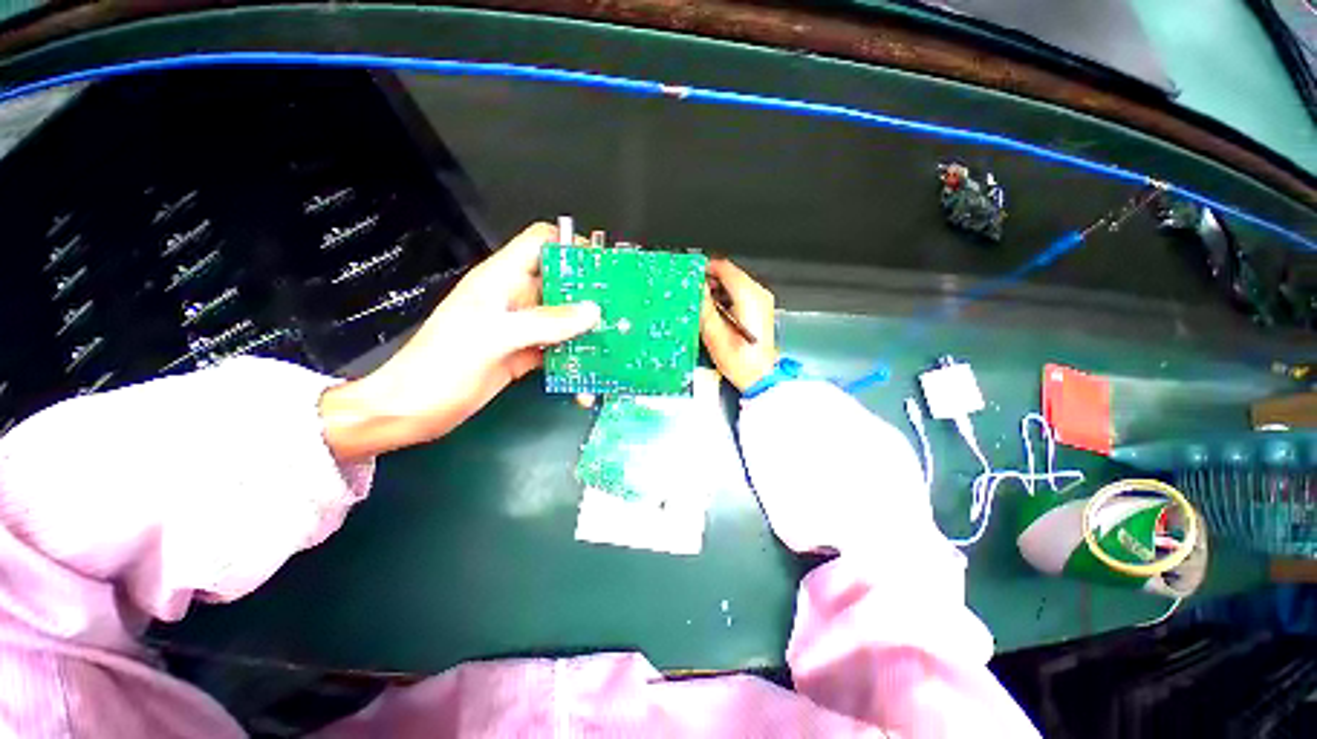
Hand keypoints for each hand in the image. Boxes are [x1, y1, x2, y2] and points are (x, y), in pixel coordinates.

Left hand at [320, 222, 600, 460]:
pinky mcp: (524, 353)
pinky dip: (574, 354)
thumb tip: (593, 311)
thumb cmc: (443, 366)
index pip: (541, 243)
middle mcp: (515, 298)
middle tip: (621, 307)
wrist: (414, 412)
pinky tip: (591, 367)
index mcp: (501, 279)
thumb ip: (545, 322)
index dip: (571, 246)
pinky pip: (557, 347)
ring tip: (615, 337)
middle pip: (560, 281)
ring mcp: (521, 327)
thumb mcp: (495, 338)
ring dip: (586, 326)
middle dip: (590, 291)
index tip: (602, 268)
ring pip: (562, 316)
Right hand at [701, 259, 777, 390]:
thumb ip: (703, 305)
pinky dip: (726, 298)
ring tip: (704, 306)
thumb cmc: (741, 361)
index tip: (691, 276)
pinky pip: (740, 294)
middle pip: (730, 274)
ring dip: (717, 291)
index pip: (724, 267)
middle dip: (710, 282)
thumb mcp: (713, 333)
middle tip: (694, 293)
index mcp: (749, 297)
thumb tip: (696, 287)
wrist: (759, 377)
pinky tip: (716, 313)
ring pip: (735, 283)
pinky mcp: (760, 309)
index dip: (705, 269)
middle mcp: (758, 295)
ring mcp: (762, 301)